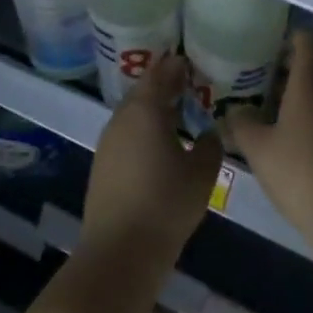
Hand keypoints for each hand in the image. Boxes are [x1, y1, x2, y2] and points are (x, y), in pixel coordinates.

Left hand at [80, 54, 221, 270]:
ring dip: (152, 109)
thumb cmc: (166, 204)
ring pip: (132, 114)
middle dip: (164, 85)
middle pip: (143, 91)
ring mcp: (108, 143)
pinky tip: (159, 143)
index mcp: (145, 110)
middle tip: (188, 84)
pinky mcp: (102, 166)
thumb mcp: (202, 172)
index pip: (161, 74)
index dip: (176, 66)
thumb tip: (207, 132)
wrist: (120, 251)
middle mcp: (122, 119)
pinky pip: (126, 134)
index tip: (191, 61)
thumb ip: (210, 144)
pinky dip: (143, 129)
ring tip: (177, 112)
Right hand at [224, 31, 312, 234]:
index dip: (287, 38)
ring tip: (278, 103)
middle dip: (295, 62)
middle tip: (266, 75)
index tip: (266, 47)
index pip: (306, 40)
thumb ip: (241, 122)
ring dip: (308, 86)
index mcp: (311, 80)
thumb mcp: (257, 147)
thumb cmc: (297, 171)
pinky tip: (299, 130)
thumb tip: (234, 110)